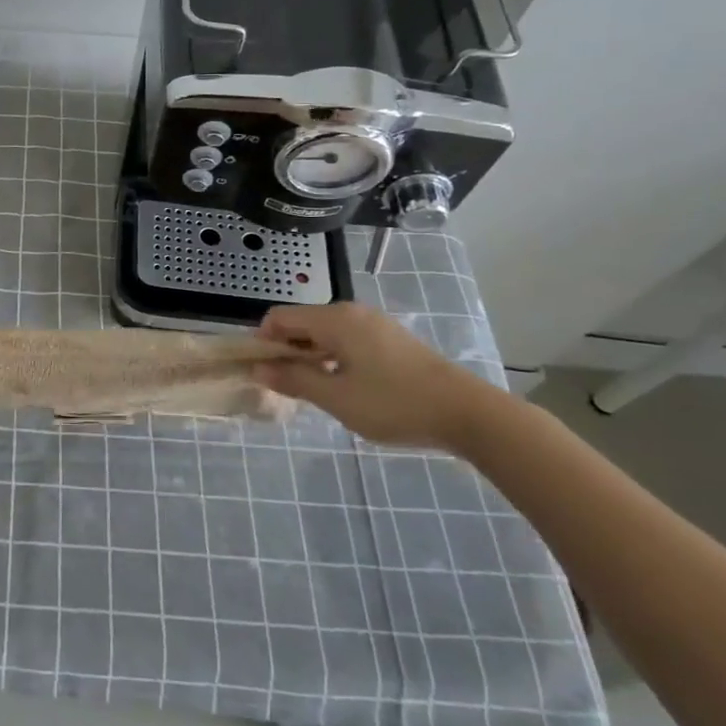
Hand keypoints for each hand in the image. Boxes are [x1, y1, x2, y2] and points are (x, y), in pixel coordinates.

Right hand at [256, 301, 498, 451]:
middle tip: (286, 387)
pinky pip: (346, 340)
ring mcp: (373, 324)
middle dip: (286, 351)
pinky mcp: (390, 339)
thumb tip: (257, 369)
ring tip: (314, 391)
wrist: (468, 413)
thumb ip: (294, 380)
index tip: (261, 373)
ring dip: (309, 357)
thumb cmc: (395, 404)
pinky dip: (332, 358)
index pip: (279, 317)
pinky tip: (343, 387)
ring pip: (324, 333)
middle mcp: (351, 312)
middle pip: (301, 323)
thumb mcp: (337, 398)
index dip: (263, 342)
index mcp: (334, 319)